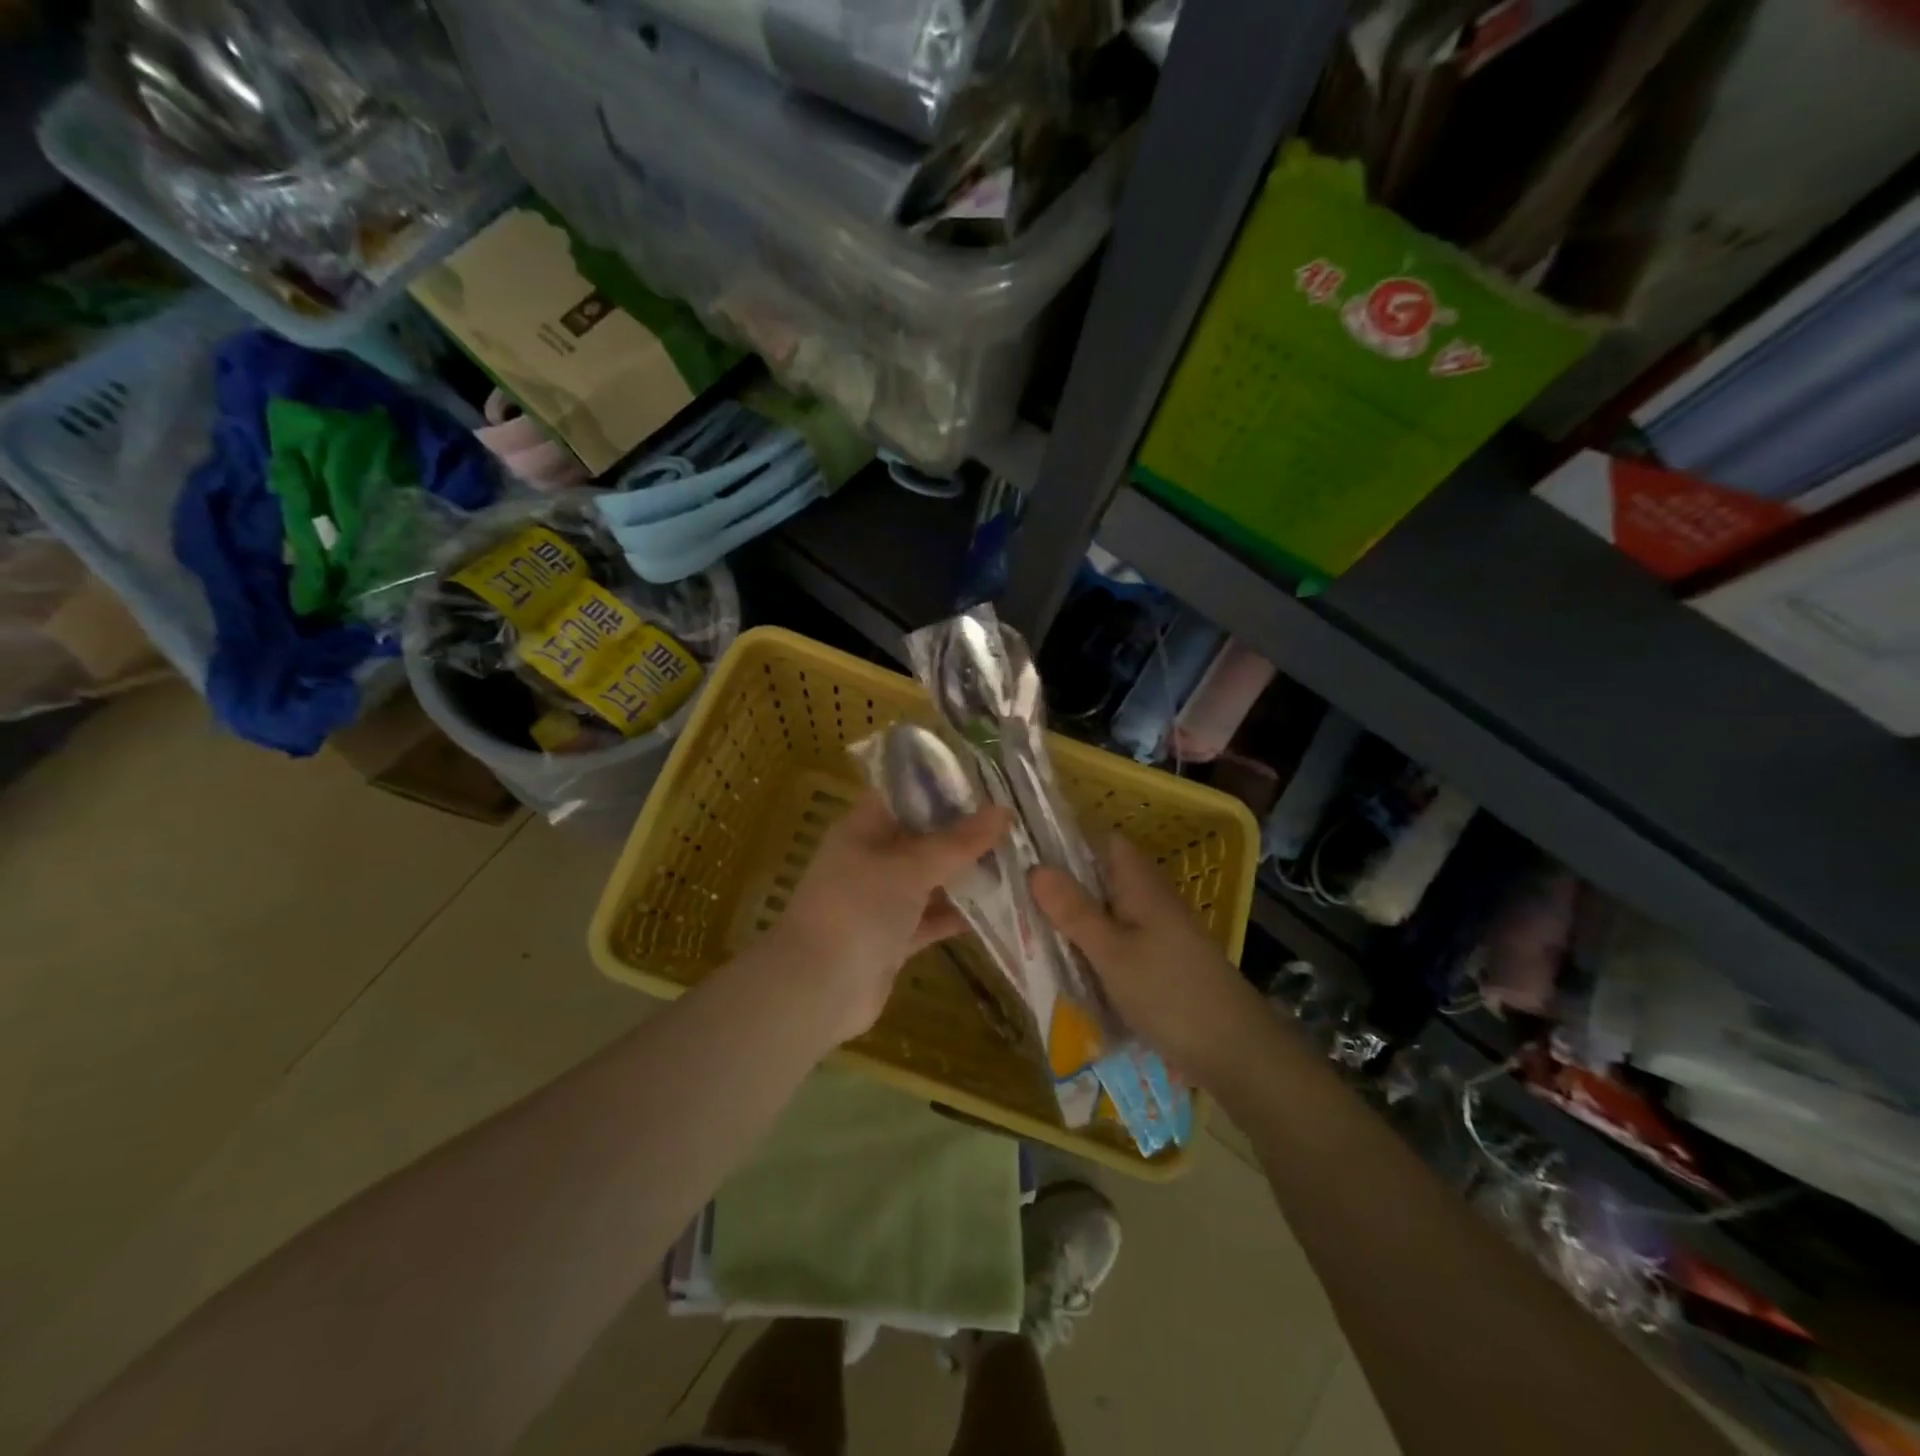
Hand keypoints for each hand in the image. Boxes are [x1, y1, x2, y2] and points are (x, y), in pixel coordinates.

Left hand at [770, 790, 1009, 1045]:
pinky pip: (933, 918)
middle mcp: (872, 859)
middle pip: (925, 837)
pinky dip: (960, 915)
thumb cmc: (857, 910)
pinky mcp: (895, 938)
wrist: (817, 990)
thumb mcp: (909, 868)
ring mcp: (883, 900)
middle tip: (1018, 822)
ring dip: (968, 874)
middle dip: (967, 832)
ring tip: (1020, 860)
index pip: (907, 794)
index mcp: (864, 829)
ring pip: (932, 879)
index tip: (991, 783)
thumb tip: (1003, 811)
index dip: (945, 787)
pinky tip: (1002, 908)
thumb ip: (957, 842)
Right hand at [1030, 834, 1266, 1089]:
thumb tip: (1034, 867)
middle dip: (1059, 882)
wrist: (1235, 1051)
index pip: (1101, 840)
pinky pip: (1114, 938)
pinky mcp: (1156, 959)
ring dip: (1072, 915)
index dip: (1064, 838)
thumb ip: (1074, 911)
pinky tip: (1062, 959)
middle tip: (1010, 891)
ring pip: (1104, 909)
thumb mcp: (1112, 953)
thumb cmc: (1170, 993)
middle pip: (1098, 875)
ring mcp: (1155, 929)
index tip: (1022, 847)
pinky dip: (1089, 943)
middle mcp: (1148, 897)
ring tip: (1025, 923)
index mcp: (1140, 883)